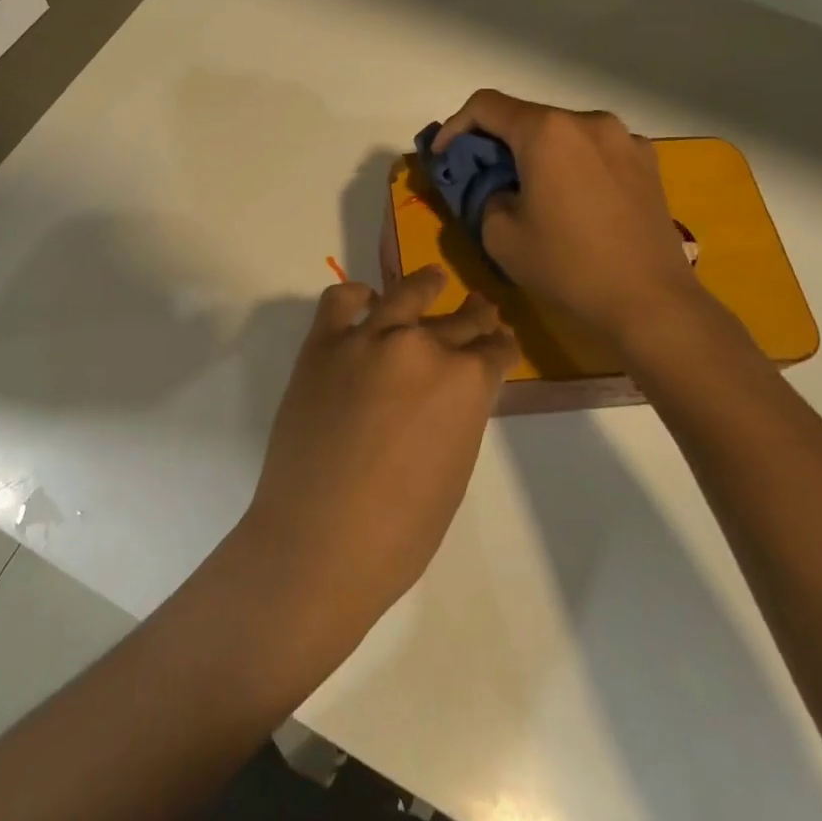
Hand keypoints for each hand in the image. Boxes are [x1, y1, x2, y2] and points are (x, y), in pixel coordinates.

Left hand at [235, 266, 517, 651]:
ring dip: (426, 285)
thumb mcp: (454, 470)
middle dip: (476, 317)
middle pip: (460, 319)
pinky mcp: (323, 343)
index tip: (502, 343)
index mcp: (466, 382)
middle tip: (481, 309)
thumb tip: (452, 393)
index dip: (502, 347)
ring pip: (407, 294)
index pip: (496, 351)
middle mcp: (422, 346)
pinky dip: (356, 296)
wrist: (318, 541)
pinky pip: (341, 301)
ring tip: (434, 279)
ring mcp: (368, 338)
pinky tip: (366, 300)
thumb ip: (459, 416)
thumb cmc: (400, 531)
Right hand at [433, 89, 708, 343]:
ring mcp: (624, 138)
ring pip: (563, 133)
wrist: (651, 302)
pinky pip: (596, 150)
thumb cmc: (568, 267)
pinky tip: (574, 200)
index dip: (455, 126)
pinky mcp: (648, 162)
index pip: (486, 106)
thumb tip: (502, 189)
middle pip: (527, 117)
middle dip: (498, 142)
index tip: (444, 157)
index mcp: (547, 131)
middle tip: (483, 177)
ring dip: (537, 153)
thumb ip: (486, 197)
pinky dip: (573, 163)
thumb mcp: (500, 237)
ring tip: (531, 191)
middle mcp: (587, 121)